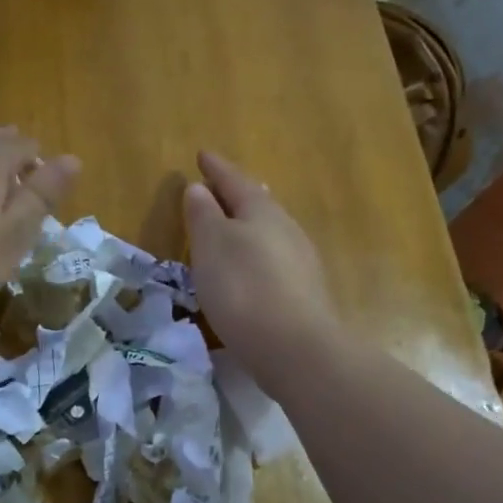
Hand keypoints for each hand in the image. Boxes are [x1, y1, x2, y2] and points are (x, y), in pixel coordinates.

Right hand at [184, 151, 337, 370]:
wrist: (295, 347)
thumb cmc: (243, 288)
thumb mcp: (211, 246)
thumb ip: (203, 215)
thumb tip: (199, 188)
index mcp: (261, 211)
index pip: (234, 180)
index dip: (216, 168)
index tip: (202, 155)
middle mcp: (286, 229)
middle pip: (258, 203)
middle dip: (238, 193)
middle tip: (222, 184)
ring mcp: (300, 261)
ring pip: (270, 231)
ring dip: (249, 223)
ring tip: (234, 224)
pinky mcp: (303, 291)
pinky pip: (274, 258)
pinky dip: (258, 253)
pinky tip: (252, 267)